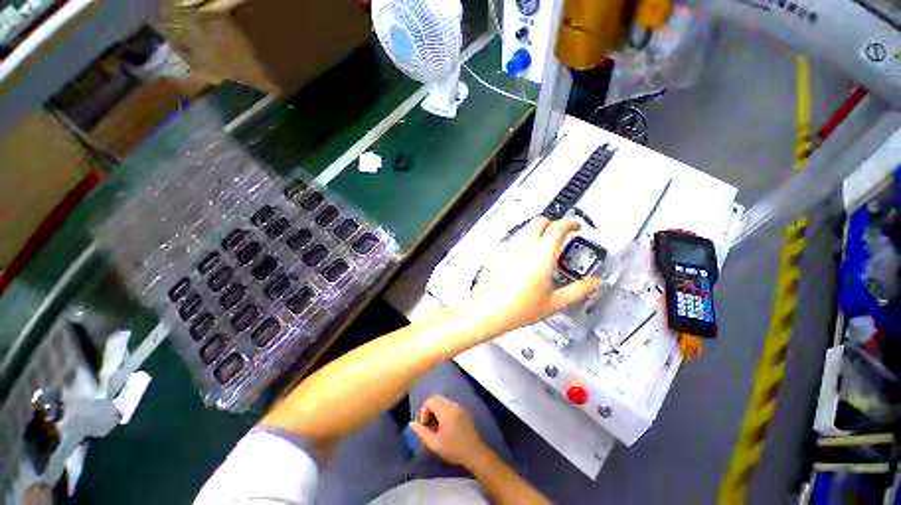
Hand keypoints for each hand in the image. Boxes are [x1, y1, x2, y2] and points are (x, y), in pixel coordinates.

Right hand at [408, 395, 486, 466]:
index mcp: (446, 411)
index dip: (424, 411)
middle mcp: (452, 405)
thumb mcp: (434, 444)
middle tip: (429, 424)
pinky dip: (443, 410)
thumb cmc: (453, 449)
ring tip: (436, 425)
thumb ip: (422, 432)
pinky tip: (445, 425)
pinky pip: (450, 404)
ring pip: (443, 400)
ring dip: (436, 409)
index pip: (430, 400)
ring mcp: (459, 406)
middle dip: (429, 409)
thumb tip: (412, 423)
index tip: (425, 425)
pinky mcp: (463, 410)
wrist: (474, 452)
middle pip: (436, 398)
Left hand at [463, 217, 599, 333]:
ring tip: (541, 246)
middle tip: (558, 234)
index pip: (558, 227)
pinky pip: (512, 239)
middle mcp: (524, 245)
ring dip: (535, 231)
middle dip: (551, 223)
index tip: (575, 226)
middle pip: (539, 221)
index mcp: (541, 254)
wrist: (488, 310)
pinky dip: (521, 241)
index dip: (570, 223)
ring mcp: (507, 247)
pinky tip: (522, 257)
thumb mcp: (554, 302)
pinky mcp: (496, 253)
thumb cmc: (519, 308)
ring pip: (524, 229)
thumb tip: (594, 284)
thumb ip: (578, 290)